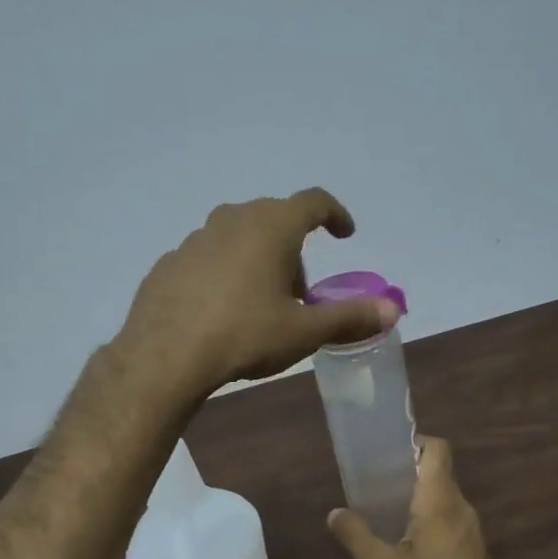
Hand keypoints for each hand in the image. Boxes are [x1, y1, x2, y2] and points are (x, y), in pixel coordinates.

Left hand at [119, 189, 400, 399]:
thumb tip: (392, 310)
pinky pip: (208, 260)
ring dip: (257, 261)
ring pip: (238, 238)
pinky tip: (219, 312)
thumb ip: (350, 318)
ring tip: (259, 305)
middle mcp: (233, 219)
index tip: (344, 235)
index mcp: (271, 226)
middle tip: (299, 294)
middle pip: (275, 221)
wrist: (165, 356)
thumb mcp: (304, 332)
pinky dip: (223, 275)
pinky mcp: (169, 262)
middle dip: (294, 251)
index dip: (335, 215)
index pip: (314, 202)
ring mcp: (195, 239)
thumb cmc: (244, 336)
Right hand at [328, 437, 500, 558]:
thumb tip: (335, 513)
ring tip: (387, 514)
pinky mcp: (475, 554)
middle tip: (375, 486)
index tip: (387, 455)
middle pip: (439, 474)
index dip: (415, 443)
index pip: (438, 450)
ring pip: (446, 500)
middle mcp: (463, 509)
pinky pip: (452, 522)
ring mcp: (474, 533)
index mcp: (440, 501)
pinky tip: (409, 545)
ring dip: (419, 500)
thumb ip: (355, 535)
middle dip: (409, 474)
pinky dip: (431, 521)